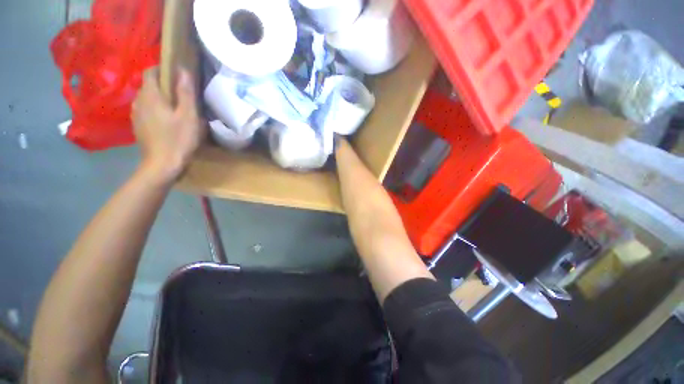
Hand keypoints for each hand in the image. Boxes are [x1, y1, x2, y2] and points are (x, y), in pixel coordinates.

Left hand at [132, 67, 204, 181]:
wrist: (162, 165)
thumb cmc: (178, 139)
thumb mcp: (188, 116)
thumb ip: (185, 93)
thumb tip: (183, 70)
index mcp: (151, 96)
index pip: (150, 72)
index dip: (161, 68)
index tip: (175, 72)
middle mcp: (139, 102)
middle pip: (147, 85)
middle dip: (161, 84)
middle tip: (179, 91)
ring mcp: (136, 115)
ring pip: (145, 98)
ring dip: (157, 97)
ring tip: (172, 105)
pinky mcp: (138, 127)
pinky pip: (144, 110)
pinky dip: (153, 109)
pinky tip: (164, 119)